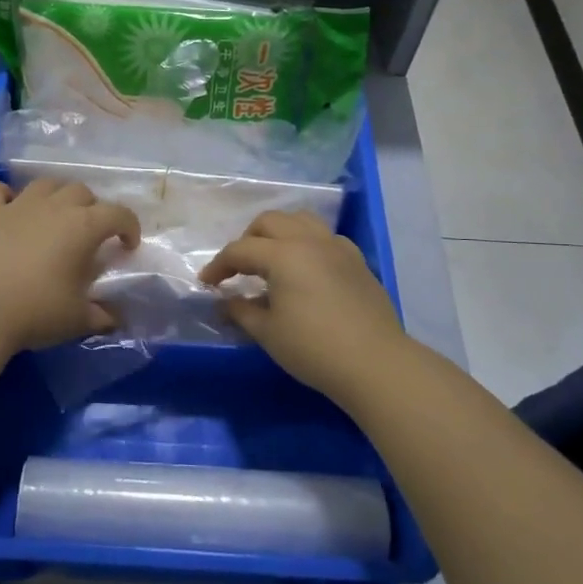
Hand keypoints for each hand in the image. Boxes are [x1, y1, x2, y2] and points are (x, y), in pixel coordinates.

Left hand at [0, 178, 140, 352]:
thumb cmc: (37, 312)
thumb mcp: (78, 319)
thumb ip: (101, 315)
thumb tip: (113, 319)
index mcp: (83, 227)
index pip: (118, 214)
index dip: (129, 226)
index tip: (128, 246)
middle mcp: (54, 207)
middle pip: (81, 192)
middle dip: (92, 208)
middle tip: (89, 235)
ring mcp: (18, 206)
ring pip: (45, 184)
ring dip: (55, 196)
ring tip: (55, 217)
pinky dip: (6, 195)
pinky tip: (9, 209)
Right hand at [200, 210, 408, 401]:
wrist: (375, 363)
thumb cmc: (313, 348)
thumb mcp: (268, 333)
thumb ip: (241, 311)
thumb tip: (225, 302)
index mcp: (283, 255)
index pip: (240, 250)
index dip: (219, 265)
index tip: (207, 283)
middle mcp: (309, 240)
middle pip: (270, 222)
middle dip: (248, 239)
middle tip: (239, 267)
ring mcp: (337, 247)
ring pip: (300, 220)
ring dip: (279, 233)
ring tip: (271, 259)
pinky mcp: (356, 260)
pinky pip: (325, 237)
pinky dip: (307, 243)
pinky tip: (306, 269)